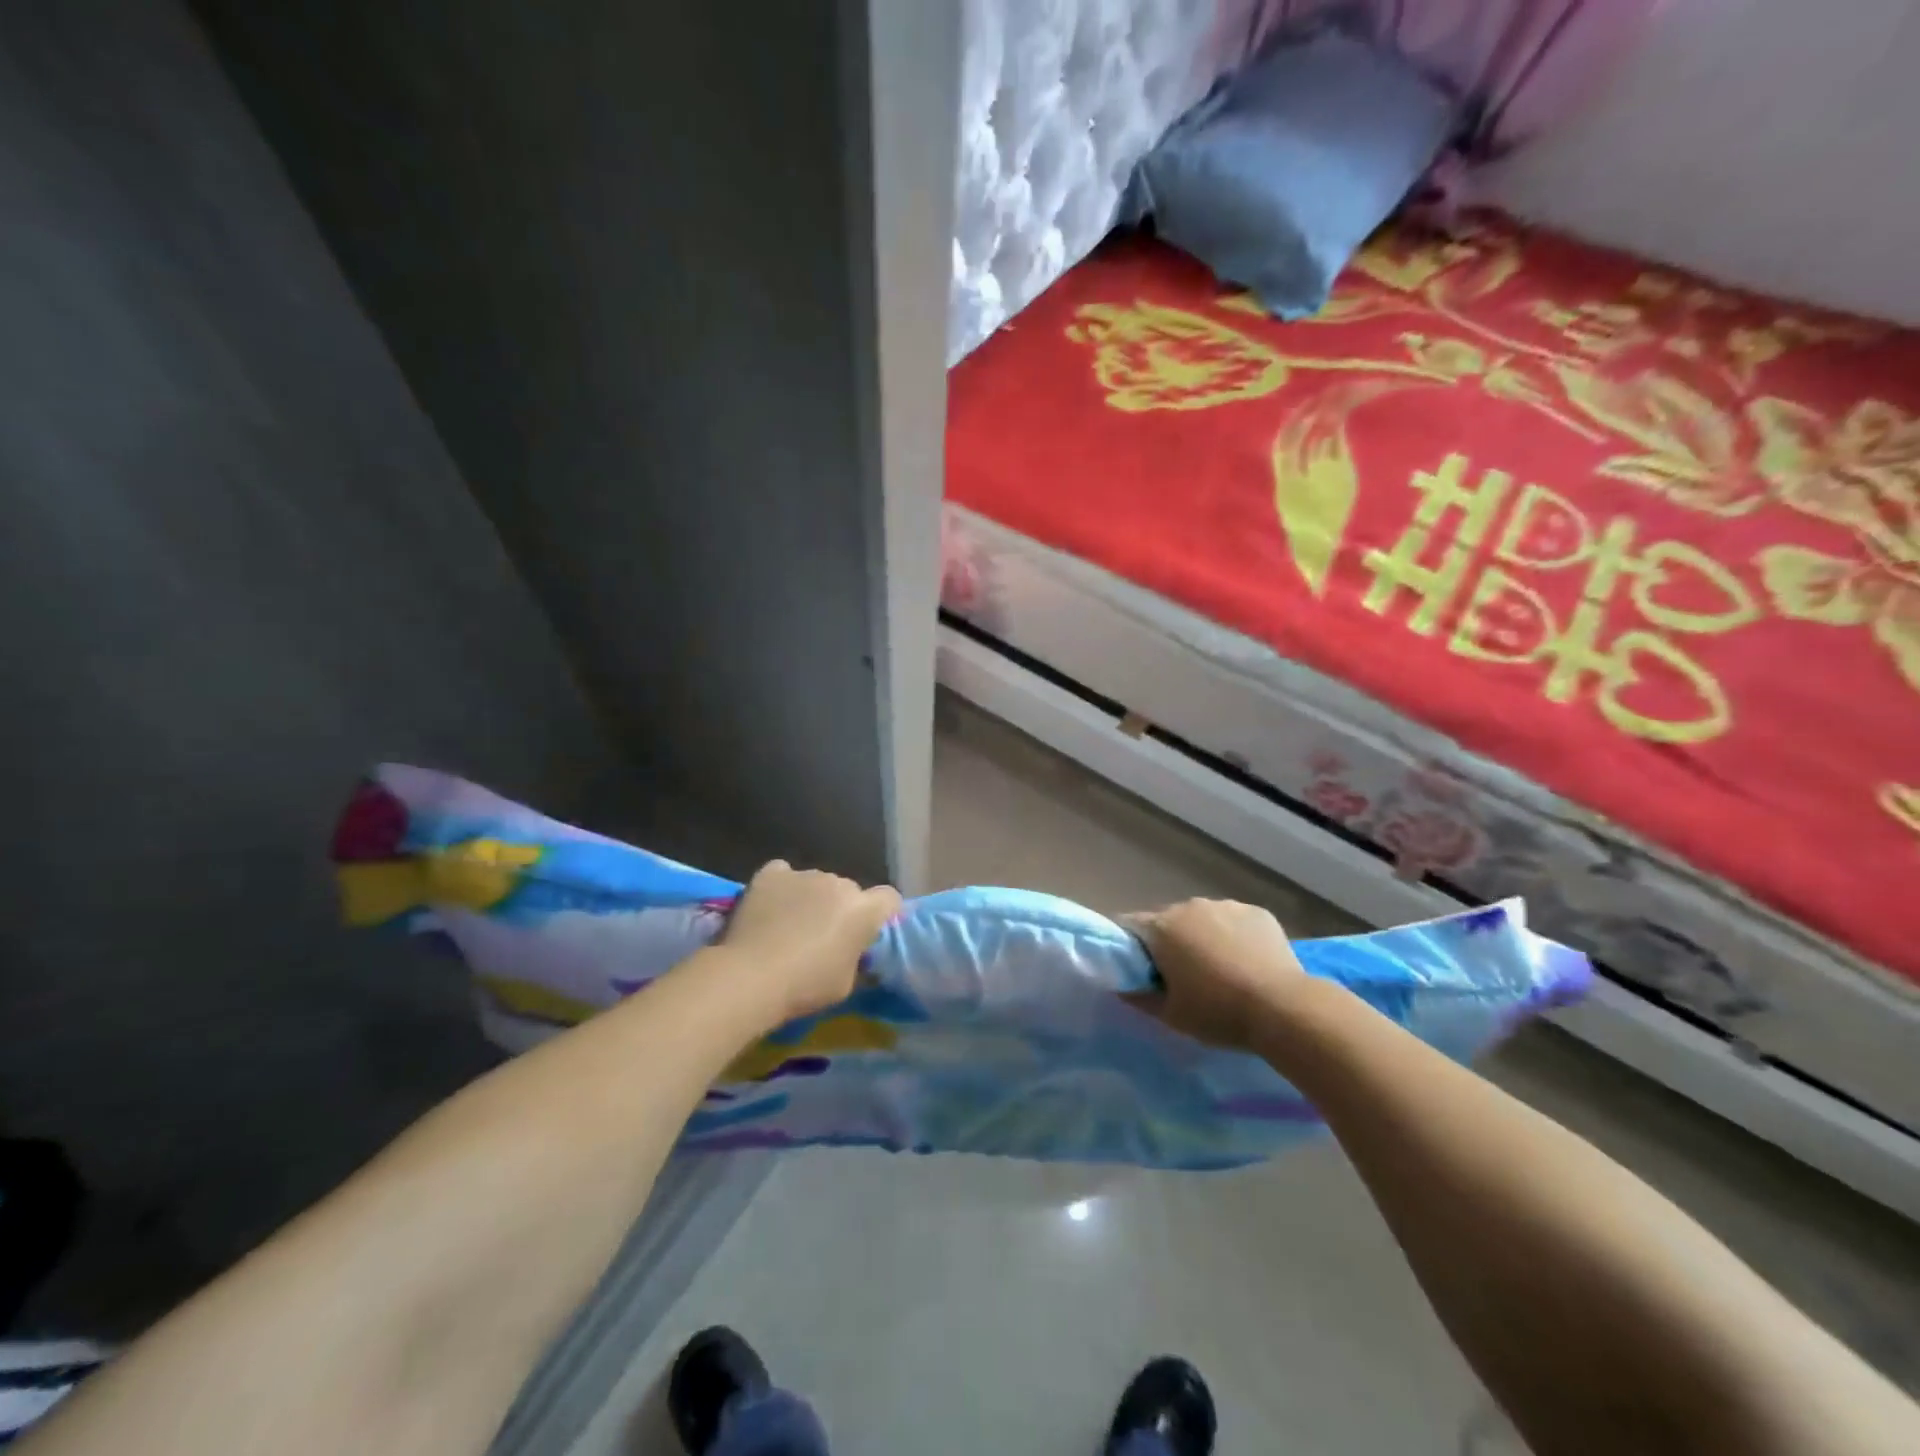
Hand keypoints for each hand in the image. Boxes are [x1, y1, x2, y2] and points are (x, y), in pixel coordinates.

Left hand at [718, 861, 900, 1023]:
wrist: (751, 977)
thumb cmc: (805, 986)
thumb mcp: (846, 984)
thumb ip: (856, 958)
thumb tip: (852, 950)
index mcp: (863, 910)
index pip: (889, 898)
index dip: (882, 913)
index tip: (868, 931)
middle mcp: (839, 883)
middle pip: (849, 890)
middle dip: (841, 908)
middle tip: (823, 937)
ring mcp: (804, 874)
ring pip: (816, 882)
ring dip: (811, 898)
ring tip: (788, 925)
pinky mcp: (772, 874)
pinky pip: (783, 874)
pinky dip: (781, 886)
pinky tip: (769, 906)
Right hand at [1123, 899, 1309, 1052]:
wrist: (1284, 1009)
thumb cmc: (1218, 1012)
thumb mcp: (1170, 1015)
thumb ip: (1138, 996)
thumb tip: (1122, 984)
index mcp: (1162, 927)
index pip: (1130, 925)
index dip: (1131, 947)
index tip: (1141, 970)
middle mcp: (1190, 906)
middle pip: (1167, 920)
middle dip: (1169, 943)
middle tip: (1182, 976)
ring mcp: (1226, 905)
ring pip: (1203, 919)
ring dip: (1202, 937)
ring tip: (1221, 970)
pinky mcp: (1257, 912)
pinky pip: (1234, 921)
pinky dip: (1234, 936)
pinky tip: (1248, 963)